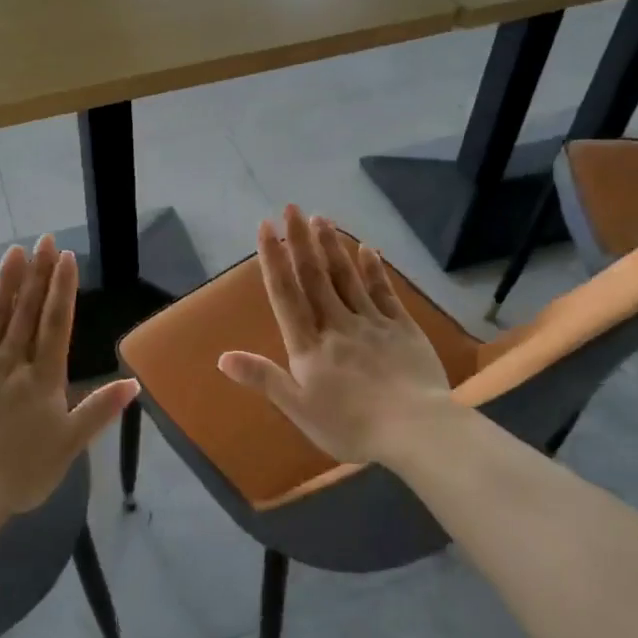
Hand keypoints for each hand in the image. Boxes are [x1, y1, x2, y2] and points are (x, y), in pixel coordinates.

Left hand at [0, 234, 139, 518]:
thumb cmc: (20, 473)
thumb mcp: (69, 445)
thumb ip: (100, 410)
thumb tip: (134, 382)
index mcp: (42, 378)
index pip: (56, 323)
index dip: (62, 288)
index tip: (65, 257)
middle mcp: (10, 362)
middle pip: (26, 311)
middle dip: (37, 273)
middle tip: (44, 239)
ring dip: (4, 281)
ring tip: (13, 250)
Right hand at [218, 206, 458, 467]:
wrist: (415, 430)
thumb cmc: (351, 426)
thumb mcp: (298, 408)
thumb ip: (263, 378)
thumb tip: (222, 357)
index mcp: (309, 345)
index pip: (286, 294)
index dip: (274, 259)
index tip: (266, 227)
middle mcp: (337, 324)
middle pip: (315, 276)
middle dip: (301, 240)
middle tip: (292, 207)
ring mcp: (372, 322)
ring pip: (347, 277)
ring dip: (332, 246)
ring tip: (321, 218)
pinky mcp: (402, 328)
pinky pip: (384, 292)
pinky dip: (373, 269)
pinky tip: (367, 248)